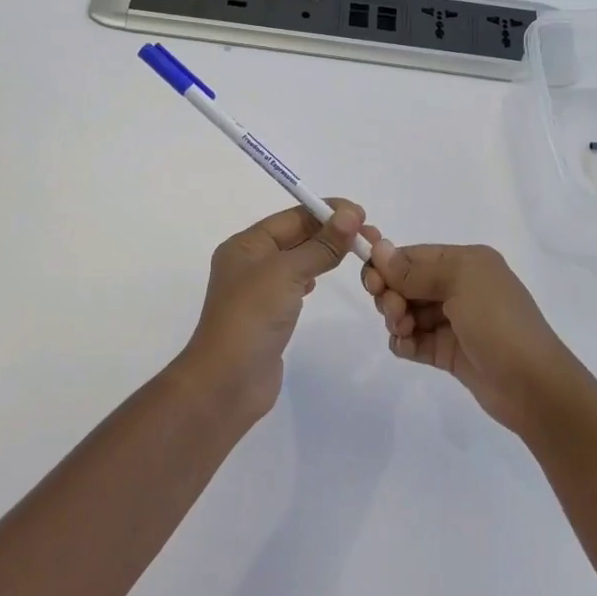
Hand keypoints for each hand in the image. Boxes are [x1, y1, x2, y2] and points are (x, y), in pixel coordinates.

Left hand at [178, 200, 365, 423]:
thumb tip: (350, 214)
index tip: (362, 215)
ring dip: (325, 253)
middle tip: (369, 236)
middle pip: (296, 236)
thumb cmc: (252, 317)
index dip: (327, 212)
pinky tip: (324, 281)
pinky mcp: (269, 315)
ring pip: (298, 260)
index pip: (292, 217)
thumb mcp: (287, 273)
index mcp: (246, 245)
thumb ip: (321, 245)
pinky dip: (313, 277)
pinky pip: (295, 285)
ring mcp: (259, 291)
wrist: (227, 383)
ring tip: (357, 253)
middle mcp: (250, 262)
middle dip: (330, 232)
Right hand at [361, 236, 579, 435]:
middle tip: (394, 312)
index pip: (413, 255)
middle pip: (406, 282)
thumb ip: (415, 269)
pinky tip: (407, 347)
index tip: (372, 283)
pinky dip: (404, 341)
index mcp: (465, 262)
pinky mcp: (448, 352)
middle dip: (391, 294)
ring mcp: (453, 321)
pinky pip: (414, 339)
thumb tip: (378, 247)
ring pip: (407, 311)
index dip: (387, 266)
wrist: (534, 386)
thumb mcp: (460, 283)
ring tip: (404, 331)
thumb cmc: (498, 323)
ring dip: (396, 319)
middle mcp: (459, 286)